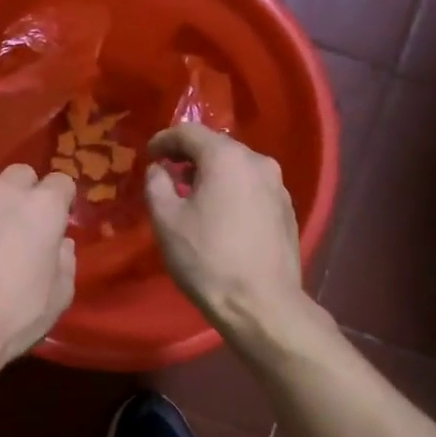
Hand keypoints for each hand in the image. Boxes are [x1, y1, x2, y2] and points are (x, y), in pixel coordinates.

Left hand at [0, 162, 76, 367]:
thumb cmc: (16, 314)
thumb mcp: (58, 298)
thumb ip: (63, 263)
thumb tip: (60, 246)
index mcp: (44, 207)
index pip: (62, 183)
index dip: (60, 202)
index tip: (56, 222)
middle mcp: (4, 191)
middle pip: (20, 173)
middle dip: (23, 191)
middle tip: (19, 221)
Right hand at [145, 124, 306, 334]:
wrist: (261, 304)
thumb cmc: (207, 259)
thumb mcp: (166, 221)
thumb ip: (156, 184)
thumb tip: (158, 169)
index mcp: (227, 157)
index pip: (189, 132)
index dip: (164, 140)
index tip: (148, 155)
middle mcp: (258, 162)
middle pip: (217, 147)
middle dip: (189, 157)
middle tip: (167, 174)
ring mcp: (278, 186)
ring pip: (237, 168)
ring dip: (212, 175)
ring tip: (191, 196)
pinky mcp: (287, 210)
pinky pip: (251, 188)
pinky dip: (231, 191)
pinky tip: (220, 215)